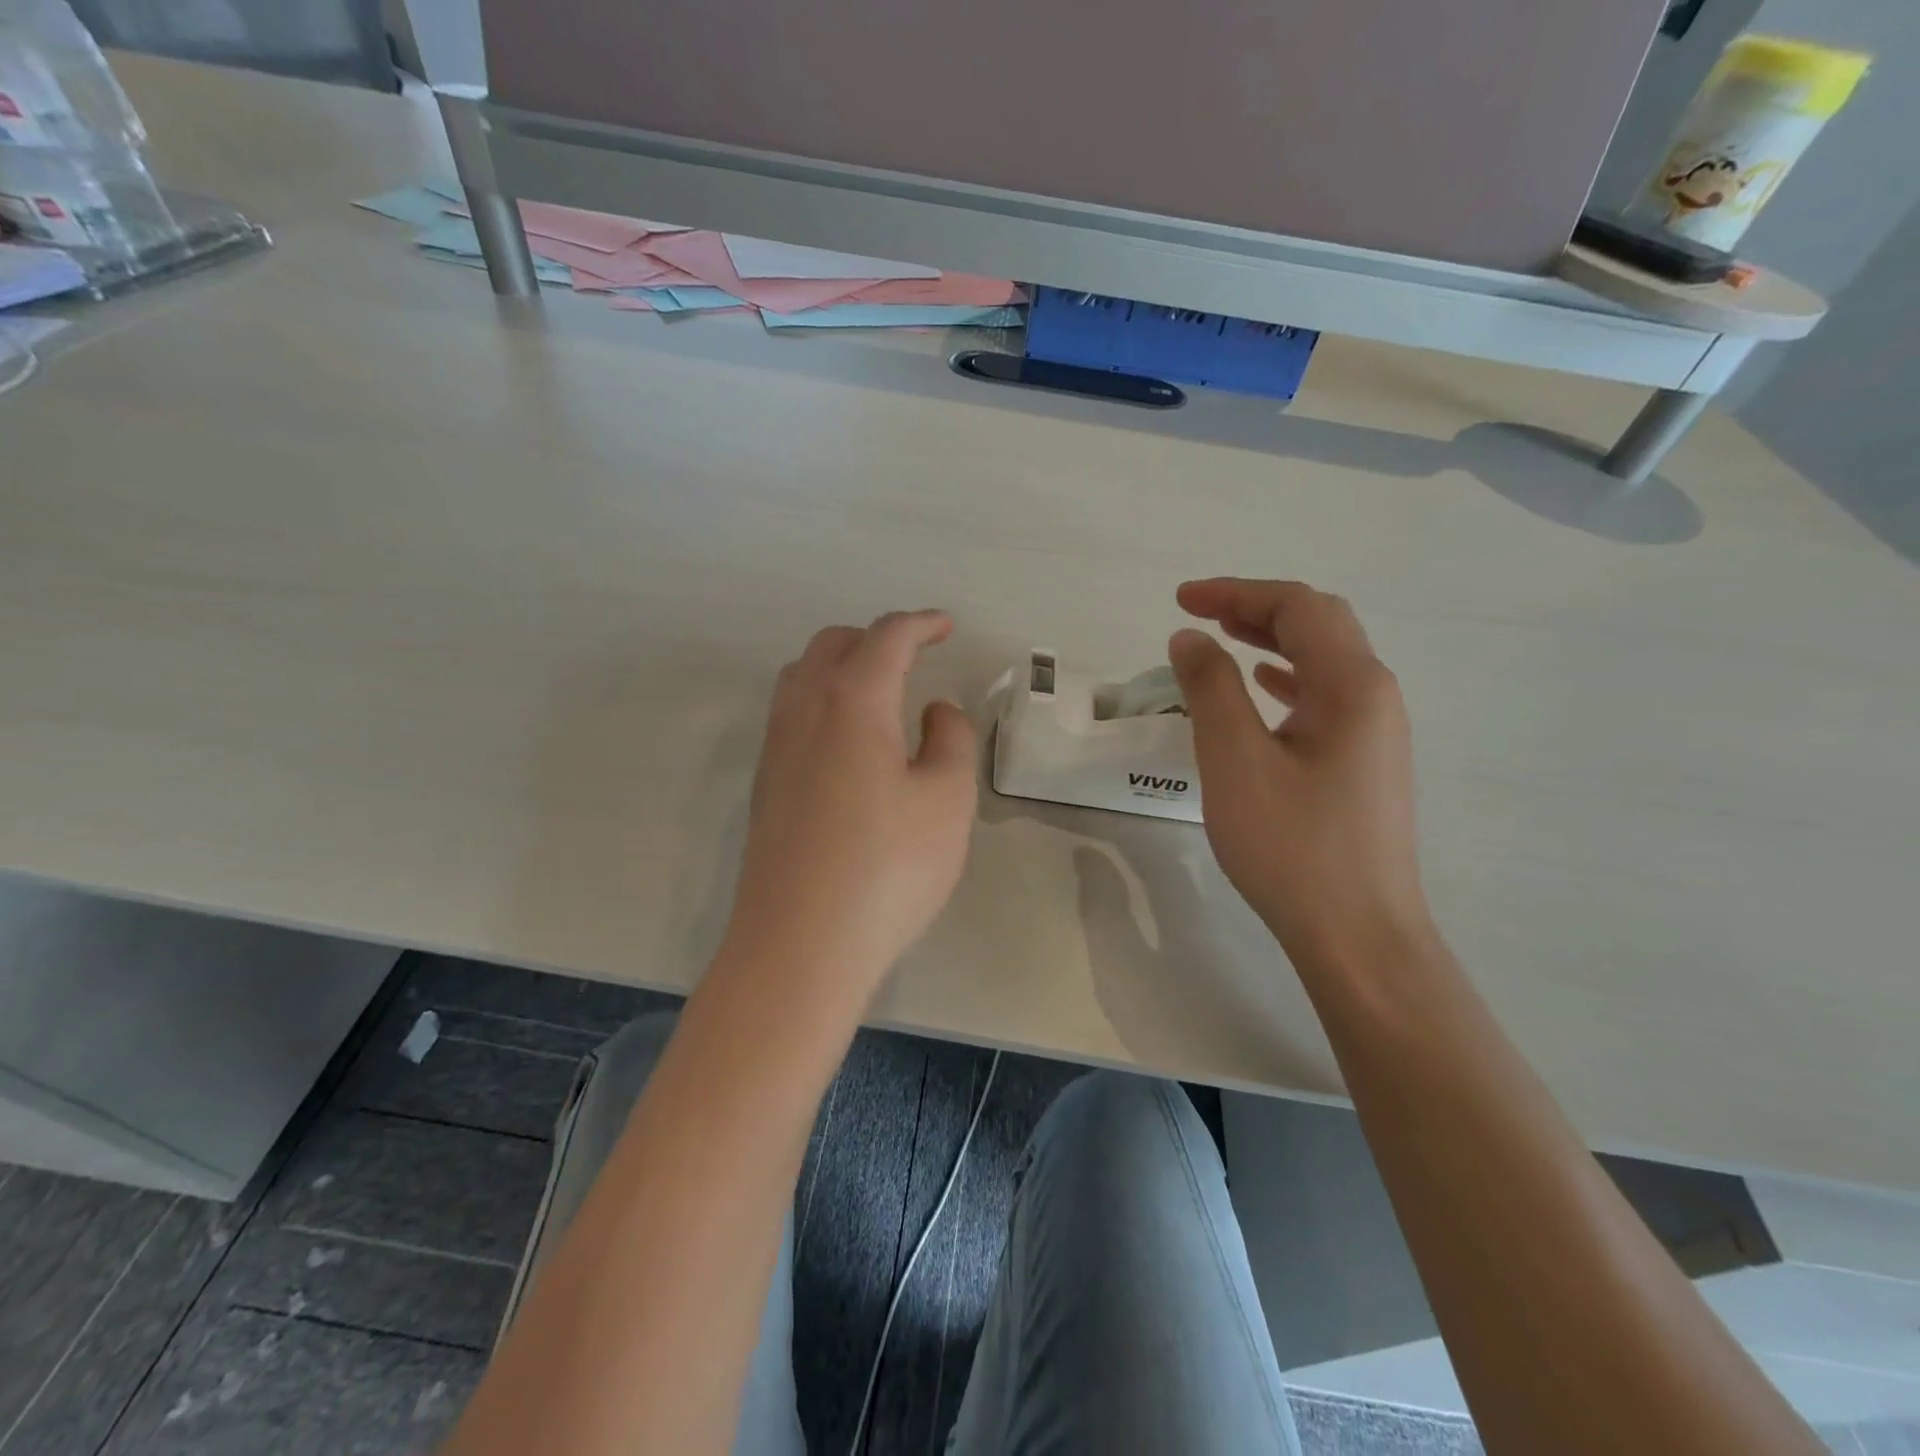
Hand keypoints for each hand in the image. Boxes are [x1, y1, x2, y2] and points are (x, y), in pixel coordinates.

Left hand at [724, 611, 977, 999]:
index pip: (887, 637)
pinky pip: (791, 713)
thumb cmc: (888, 868)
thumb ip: (950, 739)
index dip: (921, 623)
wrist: (799, 945)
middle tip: (916, 657)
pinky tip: (850, 742)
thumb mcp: (947, 799)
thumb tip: (935, 711)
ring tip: (882, 693)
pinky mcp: (764, 784)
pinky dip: (823, 701)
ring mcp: (775, 747)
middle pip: (833, 644)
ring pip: (802, 676)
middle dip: (877, 638)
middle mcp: (804, 710)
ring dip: (842, 666)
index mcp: (853, 700)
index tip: (947, 626)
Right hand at [1168, 579, 1430, 963]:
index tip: (1180, 601)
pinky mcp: (1365, 764)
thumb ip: (1210, 689)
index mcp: (1354, 685)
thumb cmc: (1293, 846)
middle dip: (1258, 607)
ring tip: (1223, 639)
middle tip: (1201, 613)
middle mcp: (1376, 697)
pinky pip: (1326, 698)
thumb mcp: (1236, 761)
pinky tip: (1262, 689)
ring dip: (1273, 639)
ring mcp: (1376, 733)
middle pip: (1320, 624)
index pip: (1297, 608)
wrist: (1358, 936)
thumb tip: (1190, 637)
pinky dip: (1287, 679)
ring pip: (1325, 660)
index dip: (1236, 592)